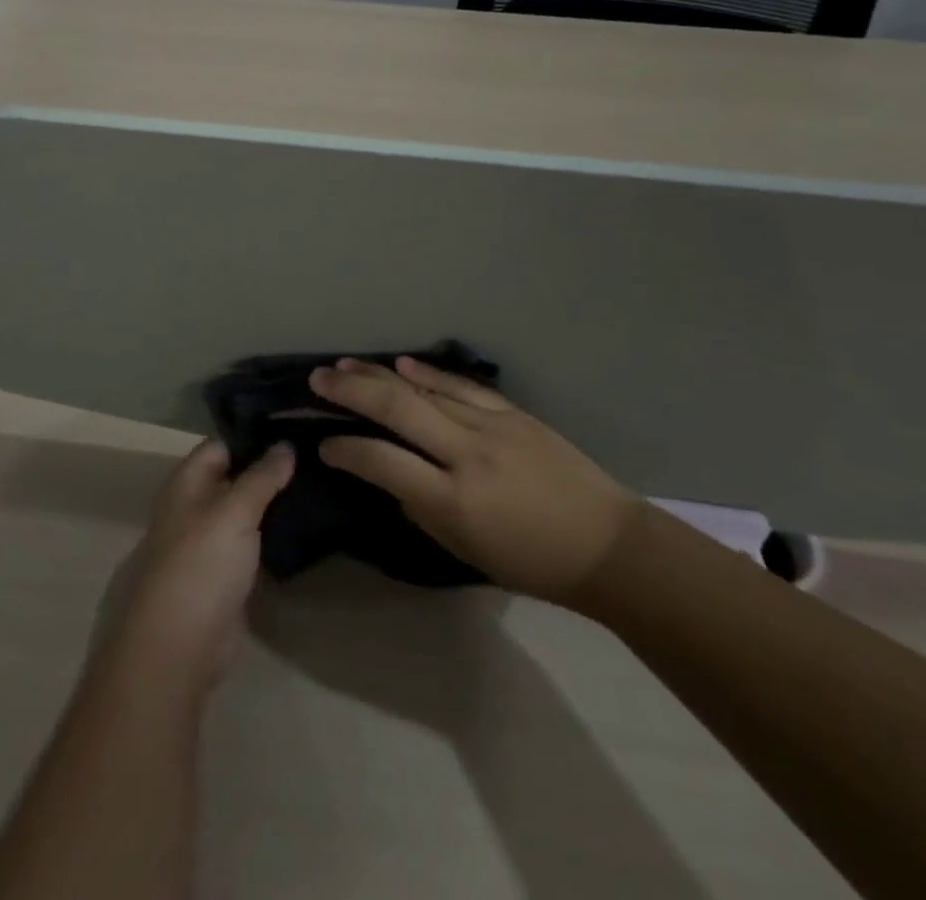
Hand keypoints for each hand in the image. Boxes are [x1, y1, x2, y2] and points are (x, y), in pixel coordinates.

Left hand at [102, 439, 295, 695]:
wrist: (182, 642)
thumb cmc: (203, 563)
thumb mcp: (235, 510)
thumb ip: (262, 476)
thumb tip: (286, 444)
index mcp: (186, 482)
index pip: (222, 444)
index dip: (255, 436)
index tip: (295, 429)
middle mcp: (194, 505)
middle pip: (234, 475)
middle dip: (269, 467)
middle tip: (315, 455)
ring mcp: (208, 540)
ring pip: (244, 509)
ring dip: (273, 500)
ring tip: (317, 482)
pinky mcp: (224, 571)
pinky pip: (250, 540)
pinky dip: (272, 532)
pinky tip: (304, 523)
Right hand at [310, 357, 640, 606]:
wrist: (608, 545)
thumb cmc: (531, 562)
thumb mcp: (464, 551)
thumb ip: (420, 508)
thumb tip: (389, 475)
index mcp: (454, 500)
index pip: (383, 462)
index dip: (346, 450)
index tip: (324, 444)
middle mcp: (468, 455)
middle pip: (398, 409)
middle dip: (351, 392)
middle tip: (317, 379)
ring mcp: (492, 427)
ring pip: (424, 389)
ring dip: (380, 375)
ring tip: (344, 365)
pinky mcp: (513, 413)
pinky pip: (461, 387)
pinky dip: (428, 373)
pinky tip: (402, 363)